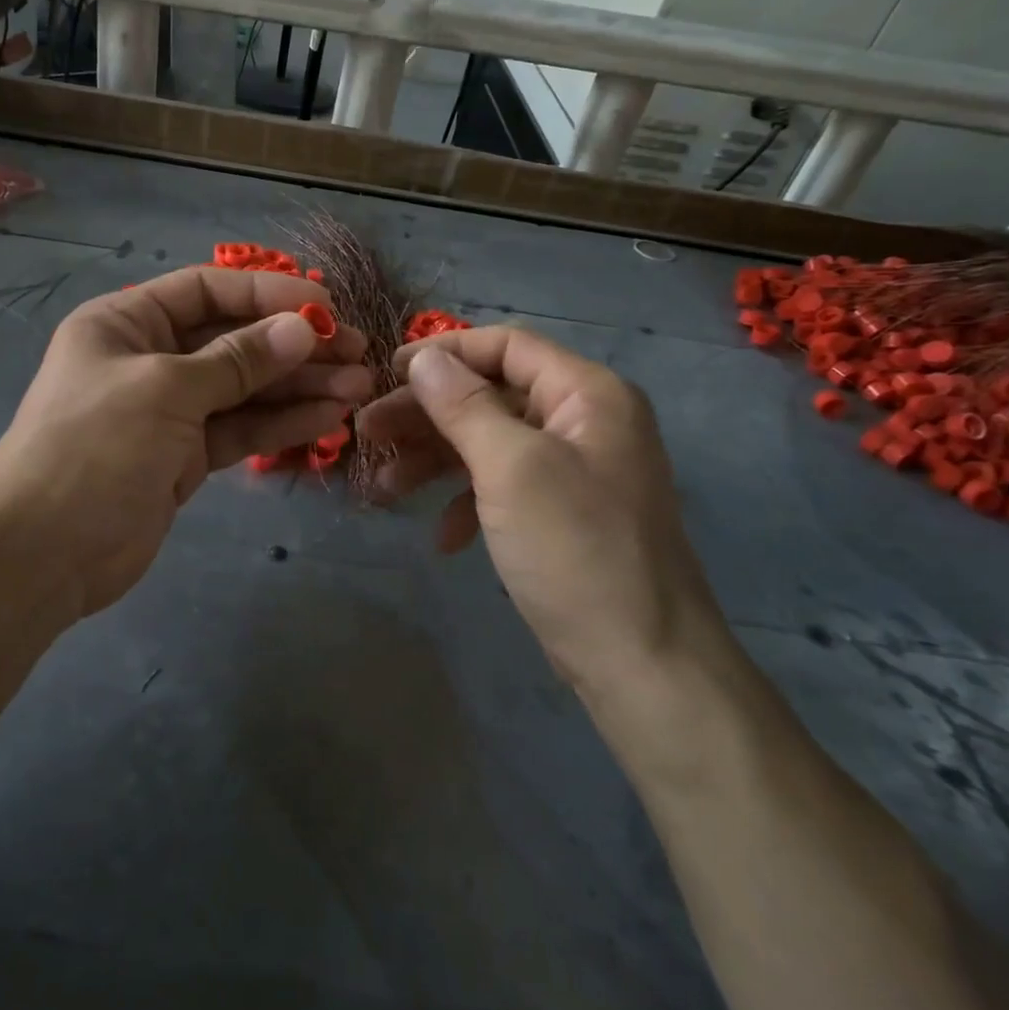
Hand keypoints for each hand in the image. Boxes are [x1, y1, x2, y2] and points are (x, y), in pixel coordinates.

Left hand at [0, 266, 371, 614]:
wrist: (42, 554)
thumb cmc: (93, 448)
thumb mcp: (165, 390)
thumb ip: (237, 360)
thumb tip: (303, 328)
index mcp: (126, 323)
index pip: (206, 291)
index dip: (267, 294)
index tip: (325, 307)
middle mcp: (148, 359)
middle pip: (232, 340)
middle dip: (294, 345)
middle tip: (357, 351)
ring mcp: (168, 411)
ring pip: (243, 389)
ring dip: (298, 386)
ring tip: (358, 386)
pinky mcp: (183, 457)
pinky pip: (239, 429)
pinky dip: (280, 423)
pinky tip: (327, 416)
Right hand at [356, 326, 720, 699]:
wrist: (641, 663)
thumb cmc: (575, 550)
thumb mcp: (511, 468)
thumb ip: (464, 406)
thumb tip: (425, 359)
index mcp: (587, 395)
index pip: (507, 346)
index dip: (444, 352)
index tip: (387, 372)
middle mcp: (584, 422)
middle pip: (490, 395)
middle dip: (427, 413)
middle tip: (367, 431)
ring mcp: (573, 470)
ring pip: (489, 443)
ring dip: (434, 460)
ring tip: (382, 485)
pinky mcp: (560, 513)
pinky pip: (502, 487)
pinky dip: (466, 502)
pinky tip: (442, 536)